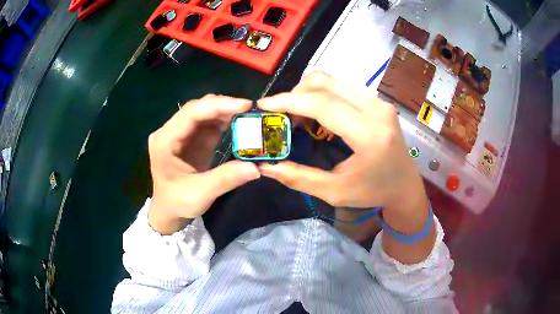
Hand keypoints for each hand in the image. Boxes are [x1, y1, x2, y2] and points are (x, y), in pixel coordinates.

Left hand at [148, 95, 259, 234]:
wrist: (169, 210)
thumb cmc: (177, 203)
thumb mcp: (200, 195)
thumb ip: (225, 179)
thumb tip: (255, 167)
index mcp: (164, 141)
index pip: (191, 114)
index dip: (218, 106)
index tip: (244, 105)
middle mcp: (169, 131)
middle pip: (197, 108)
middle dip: (223, 106)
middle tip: (250, 110)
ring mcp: (180, 133)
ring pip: (203, 112)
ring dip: (225, 111)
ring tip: (247, 115)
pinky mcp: (190, 137)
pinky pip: (207, 122)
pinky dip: (224, 120)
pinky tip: (238, 123)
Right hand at [258, 72, 428, 233]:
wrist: (405, 185)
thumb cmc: (373, 192)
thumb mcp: (335, 192)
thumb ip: (299, 178)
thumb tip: (265, 166)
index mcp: (369, 134)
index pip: (322, 104)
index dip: (288, 101)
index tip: (263, 105)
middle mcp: (377, 110)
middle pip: (326, 83)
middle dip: (295, 93)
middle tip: (280, 114)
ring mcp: (379, 102)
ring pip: (333, 81)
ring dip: (308, 92)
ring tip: (297, 115)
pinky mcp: (378, 101)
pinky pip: (343, 87)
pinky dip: (322, 94)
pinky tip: (316, 112)